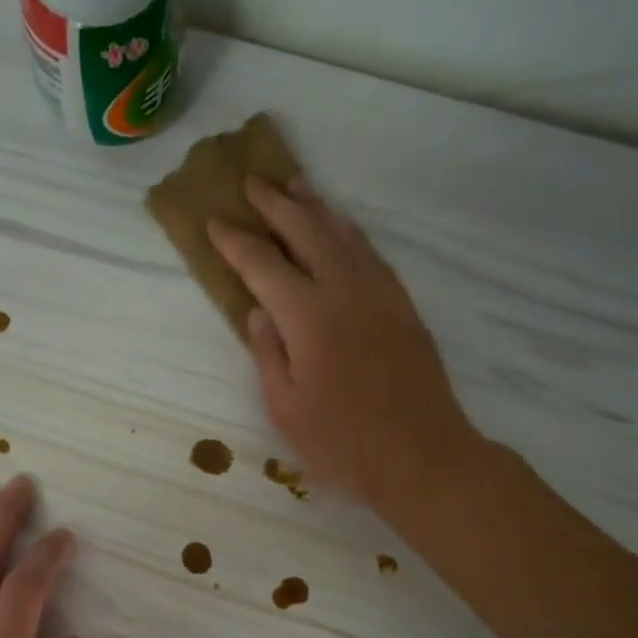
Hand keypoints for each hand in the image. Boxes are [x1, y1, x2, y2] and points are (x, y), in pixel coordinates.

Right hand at [207, 175, 475, 506]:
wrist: (422, 455)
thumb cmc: (343, 442)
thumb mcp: (286, 408)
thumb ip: (268, 353)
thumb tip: (259, 312)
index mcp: (307, 316)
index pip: (262, 265)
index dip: (236, 241)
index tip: (215, 221)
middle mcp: (344, 290)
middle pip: (306, 231)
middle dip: (275, 205)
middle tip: (252, 183)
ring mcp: (379, 293)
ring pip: (343, 234)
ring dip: (315, 207)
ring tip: (295, 186)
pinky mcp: (402, 305)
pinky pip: (371, 253)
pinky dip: (348, 232)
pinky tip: (340, 228)